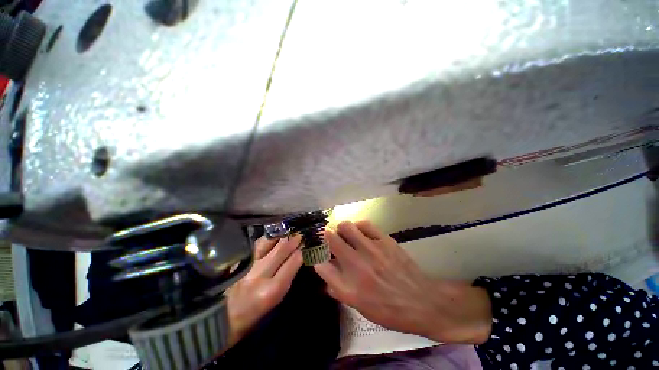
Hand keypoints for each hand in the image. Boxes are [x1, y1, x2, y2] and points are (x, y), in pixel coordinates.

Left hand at [226, 235, 302, 346]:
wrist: (221, 320)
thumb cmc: (253, 317)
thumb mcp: (276, 300)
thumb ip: (288, 276)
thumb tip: (299, 256)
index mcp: (272, 290)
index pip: (294, 261)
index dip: (304, 249)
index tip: (309, 242)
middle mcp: (259, 274)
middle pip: (282, 247)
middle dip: (295, 237)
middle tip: (302, 231)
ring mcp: (247, 265)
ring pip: (269, 241)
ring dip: (282, 233)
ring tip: (290, 228)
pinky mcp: (239, 261)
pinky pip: (257, 243)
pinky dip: (268, 236)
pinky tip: (274, 233)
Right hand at [314, 220, 491, 343]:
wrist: (421, 302)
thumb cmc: (389, 310)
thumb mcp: (360, 307)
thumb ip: (338, 289)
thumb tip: (324, 272)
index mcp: (348, 287)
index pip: (321, 265)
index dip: (315, 254)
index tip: (315, 250)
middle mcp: (356, 266)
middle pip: (330, 239)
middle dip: (324, 235)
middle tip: (327, 236)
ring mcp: (371, 250)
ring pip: (346, 226)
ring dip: (341, 228)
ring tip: (343, 232)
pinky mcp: (385, 241)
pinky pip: (365, 224)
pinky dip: (358, 225)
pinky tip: (360, 231)